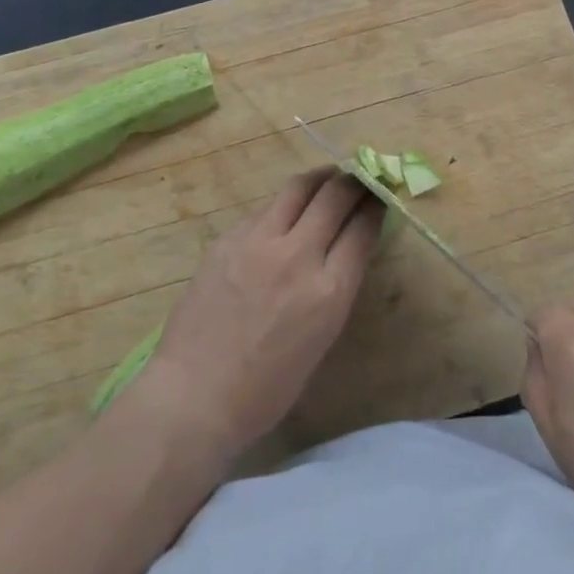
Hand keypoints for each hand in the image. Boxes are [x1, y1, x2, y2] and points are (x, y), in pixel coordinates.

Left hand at [140, 168, 380, 459]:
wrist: (193, 396)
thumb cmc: (265, 389)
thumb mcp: (321, 339)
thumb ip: (336, 286)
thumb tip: (346, 247)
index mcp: (329, 291)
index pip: (362, 227)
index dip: (375, 205)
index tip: (379, 196)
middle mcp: (298, 256)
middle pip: (335, 195)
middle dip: (354, 182)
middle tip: (359, 178)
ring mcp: (259, 242)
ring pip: (298, 187)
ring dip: (320, 179)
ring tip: (327, 179)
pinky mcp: (228, 238)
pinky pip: (264, 208)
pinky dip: (283, 204)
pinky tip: (283, 213)